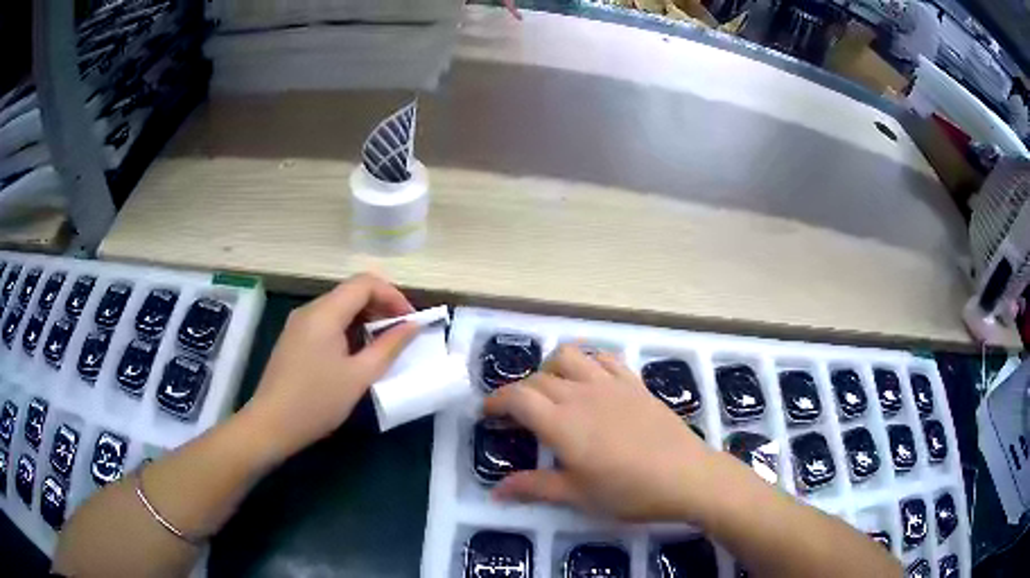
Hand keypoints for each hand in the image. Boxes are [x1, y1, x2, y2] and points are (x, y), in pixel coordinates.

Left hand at [243, 274, 417, 459]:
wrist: (271, 424)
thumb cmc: (317, 401)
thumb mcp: (359, 376)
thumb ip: (388, 346)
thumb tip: (412, 325)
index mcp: (325, 312)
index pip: (365, 283)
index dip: (393, 296)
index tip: (410, 322)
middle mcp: (310, 310)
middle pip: (351, 292)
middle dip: (381, 307)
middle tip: (401, 335)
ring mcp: (298, 324)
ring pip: (339, 308)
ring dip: (365, 320)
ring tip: (382, 347)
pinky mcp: (294, 339)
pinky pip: (326, 322)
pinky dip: (348, 330)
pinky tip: (355, 355)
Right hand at [485, 345, 717, 521]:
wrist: (685, 476)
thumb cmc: (628, 491)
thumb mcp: (577, 496)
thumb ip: (534, 488)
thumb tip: (496, 492)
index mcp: (561, 423)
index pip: (517, 397)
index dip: (496, 400)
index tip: (488, 413)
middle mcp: (581, 394)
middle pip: (538, 378)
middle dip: (520, 391)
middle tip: (517, 415)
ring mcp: (610, 384)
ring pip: (569, 356)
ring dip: (551, 367)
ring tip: (552, 390)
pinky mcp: (634, 383)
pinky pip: (604, 358)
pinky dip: (588, 361)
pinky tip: (589, 379)